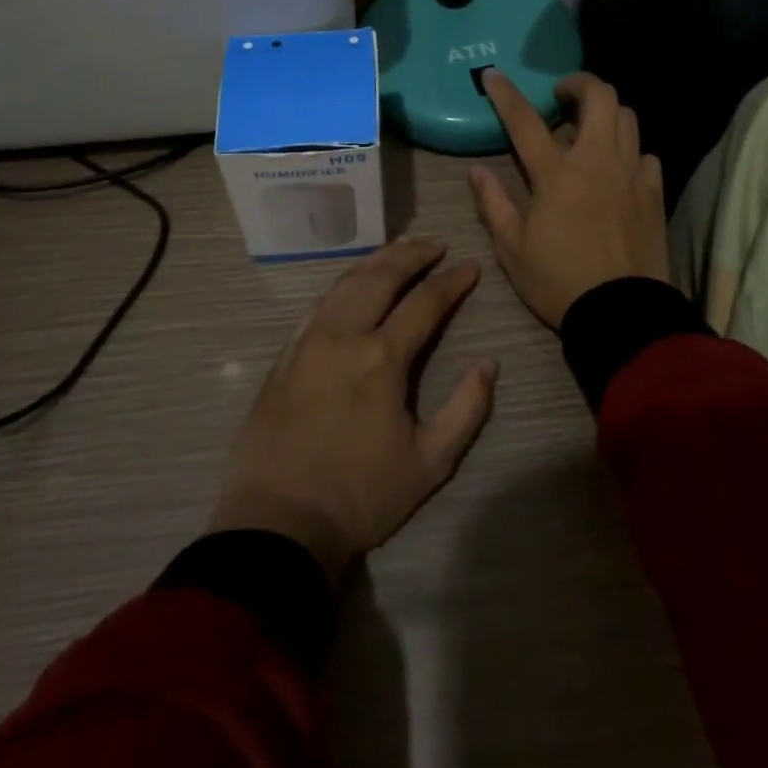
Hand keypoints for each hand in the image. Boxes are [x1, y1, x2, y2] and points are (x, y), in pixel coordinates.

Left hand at [208, 239, 496, 579]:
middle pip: (380, 277)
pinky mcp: (284, 355)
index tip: (470, 267)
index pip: (425, 303)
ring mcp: (308, 342)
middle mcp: (343, 336)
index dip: (452, 281)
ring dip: (375, 261)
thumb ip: (466, 409)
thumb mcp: (429, 463)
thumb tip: (489, 364)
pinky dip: (341, 284)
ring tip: (397, 250)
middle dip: (411, 255)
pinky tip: (351, 283)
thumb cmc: (360, 496)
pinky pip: (317, 304)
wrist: (279, 523)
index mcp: (382, 358)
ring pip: (345, 283)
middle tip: (434, 244)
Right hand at [470, 70, 668, 328]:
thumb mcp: (512, 249)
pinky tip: (618, 169)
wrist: (621, 313)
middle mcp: (597, 161)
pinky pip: (646, 154)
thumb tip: (475, 171)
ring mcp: (630, 174)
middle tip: (562, 97)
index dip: (505, 94)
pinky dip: (630, 151)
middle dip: (579, 83)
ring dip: (606, 113)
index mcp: (556, 174)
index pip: (526, 120)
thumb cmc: (558, 281)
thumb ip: (493, 204)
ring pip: (627, 117)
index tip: (492, 74)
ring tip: (589, 129)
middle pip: (600, 97)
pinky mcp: (653, 193)